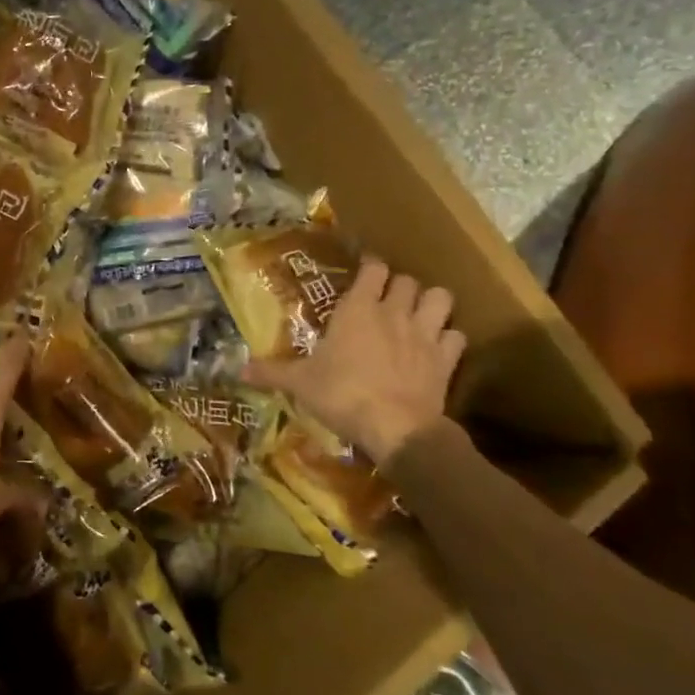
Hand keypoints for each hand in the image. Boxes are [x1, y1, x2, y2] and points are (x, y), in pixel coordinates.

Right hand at [243, 258, 465, 468]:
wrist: (396, 427)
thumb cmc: (342, 395)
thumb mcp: (300, 384)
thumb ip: (271, 372)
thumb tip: (238, 371)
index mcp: (357, 309)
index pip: (372, 269)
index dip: (370, 267)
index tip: (365, 271)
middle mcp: (393, 313)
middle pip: (407, 280)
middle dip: (399, 285)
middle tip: (387, 298)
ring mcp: (425, 334)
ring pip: (440, 298)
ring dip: (432, 303)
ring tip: (419, 314)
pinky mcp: (447, 359)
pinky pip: (456, 336)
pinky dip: (449, 338)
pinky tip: (439, 347)